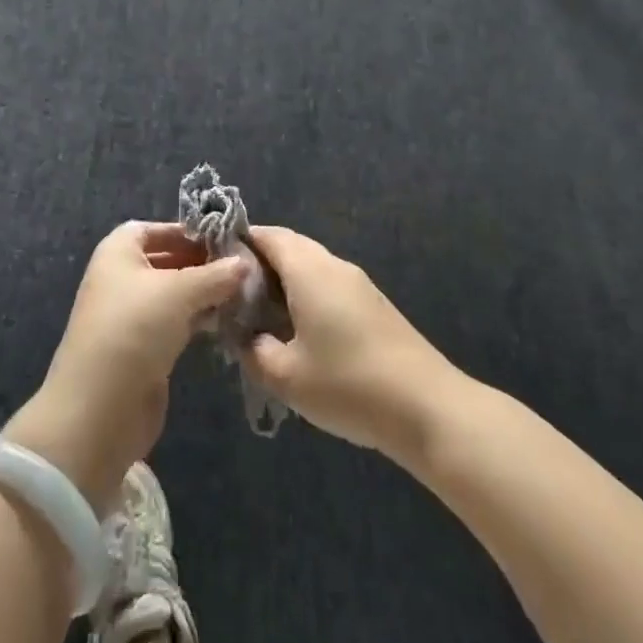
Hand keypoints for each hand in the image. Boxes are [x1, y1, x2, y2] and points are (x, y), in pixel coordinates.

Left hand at [5, 223, 245, 508]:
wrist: (99, 408)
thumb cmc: (134, 329)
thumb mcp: (179, 292)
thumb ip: (215, 275)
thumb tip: (245, 262)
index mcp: (119, 252)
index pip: (155, 229)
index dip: (186, 231)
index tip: (223, 239)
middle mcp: (121, 278)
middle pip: (166, 260)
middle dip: (201, 262)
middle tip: (241, 266)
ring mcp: (131, 316)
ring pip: (173, 294)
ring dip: (204, 293)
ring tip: (242, 292)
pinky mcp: (142, 349)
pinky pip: (175, 322)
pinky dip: (197, 319)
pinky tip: (226, 320)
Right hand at [241, 227, 459, 464]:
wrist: (426, 407)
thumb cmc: (348, 384)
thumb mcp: (286, 376)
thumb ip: (254, 350)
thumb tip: (244, 335)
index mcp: (309, 269)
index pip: (268, 235)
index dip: (240, 241)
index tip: (215, 262)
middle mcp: (334, 265)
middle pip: (290, 247)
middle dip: (259, 263)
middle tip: (232, 294)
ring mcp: (358, 284)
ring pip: (311, 267)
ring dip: (284, 282)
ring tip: (259, 316)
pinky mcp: (373, 305)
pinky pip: (329, 285)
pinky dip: (306, 296)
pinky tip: (298, 332)